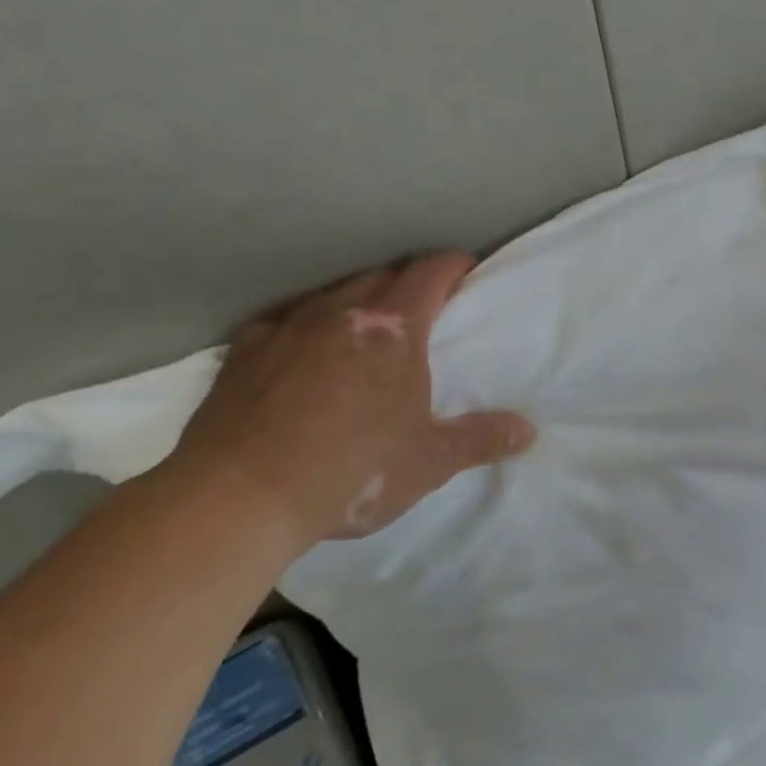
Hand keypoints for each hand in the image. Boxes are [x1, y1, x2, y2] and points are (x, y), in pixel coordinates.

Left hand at [167, 252, 533, 552]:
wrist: (237, 499)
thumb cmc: (352, 470)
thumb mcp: (431, 461)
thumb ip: (482, 439)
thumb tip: (529, 431)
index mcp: (393, 328)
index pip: (431, 271)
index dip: (455, 265)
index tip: (469, 273)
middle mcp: (340, 312)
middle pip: (384, 275)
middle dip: (409, 283)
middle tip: (427, 310)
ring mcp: (286, 327)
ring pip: (332, 293)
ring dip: (359, 302)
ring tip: (368, 332)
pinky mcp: (243, 352)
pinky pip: (284, 322)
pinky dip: (306, 327)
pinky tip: (303, 354)